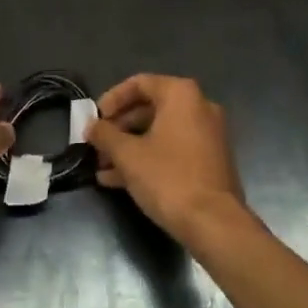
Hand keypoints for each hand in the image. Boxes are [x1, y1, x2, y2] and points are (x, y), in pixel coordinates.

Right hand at [85, 75, 246, 246]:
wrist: (216, 224)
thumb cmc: (169, 178)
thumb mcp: (128, 156)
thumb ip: (106, 135)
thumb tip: (91, 127)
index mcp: (181, 94)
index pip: (139, 83)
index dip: (112, 100)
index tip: (94, 120)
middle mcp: (199, 106)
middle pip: (149, 108)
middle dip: (119, 128)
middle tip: (97, 146)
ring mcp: (207, 134)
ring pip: (160, 132)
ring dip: (130, 147)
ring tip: (102, 168)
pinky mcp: (210, 160)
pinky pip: (173, 149)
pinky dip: (149, 158)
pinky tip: (121, 181)